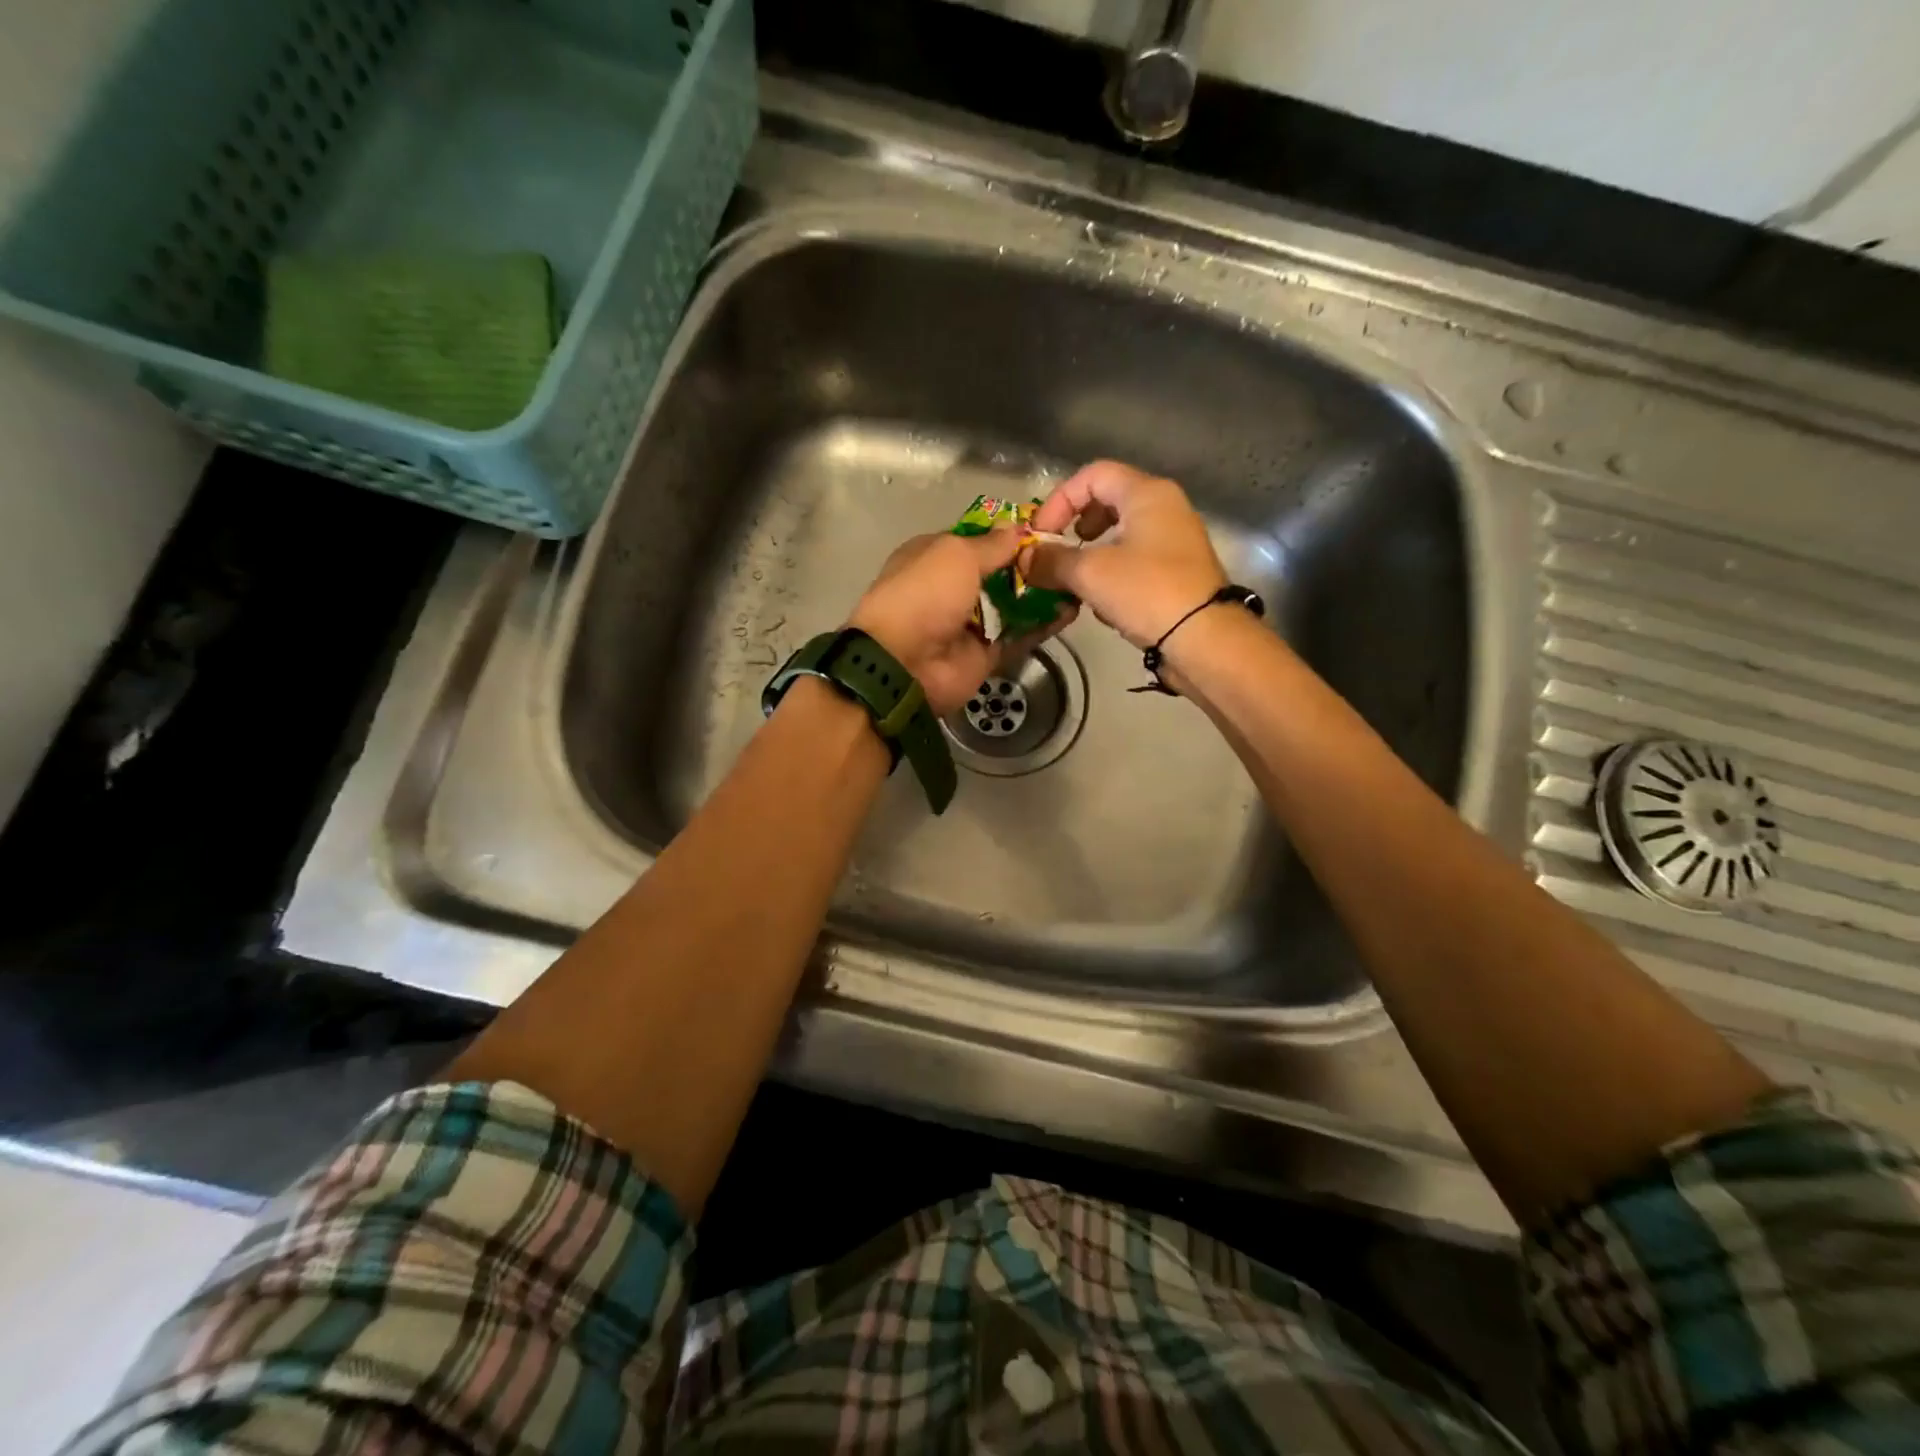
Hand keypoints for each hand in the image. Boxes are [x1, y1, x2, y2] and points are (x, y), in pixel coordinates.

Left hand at [848, 528, 1076, 717]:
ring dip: (1042, 593)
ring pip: (1013, 605)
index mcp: (934, 557)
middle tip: (1069, 554)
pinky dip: (1043, 625)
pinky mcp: (987, 654)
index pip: (976, 541)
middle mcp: (951, 589)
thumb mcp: (956, 554)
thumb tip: (1020, 528)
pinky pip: (1020, 635)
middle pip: (999, 573)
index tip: (1045, 529)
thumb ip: (992, 544)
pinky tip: (1072, 609)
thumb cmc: (924, 594)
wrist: (905, 663)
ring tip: (1077, 579)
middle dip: (1031, 564)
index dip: (1007, 535)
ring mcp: (970, 623)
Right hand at [1022, 460, 1227, 647]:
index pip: (1093, 475)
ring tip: (1075, 581)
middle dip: (1075, 527)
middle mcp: (1165, 508)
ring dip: (1090, 555)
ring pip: (1120, 535)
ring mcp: (1174, 542)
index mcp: (1147, 494)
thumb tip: (1023, 558)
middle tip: (1058, 552)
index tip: (1040, 534)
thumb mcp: (1089, 573)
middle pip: (1108, 502)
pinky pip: (1135, 561)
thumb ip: (1051, 561)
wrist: (1204, 640)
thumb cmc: (1147, 591)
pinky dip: (1111, 574)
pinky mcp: (1177, 573)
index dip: (1059, 500)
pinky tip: (1102, 603)